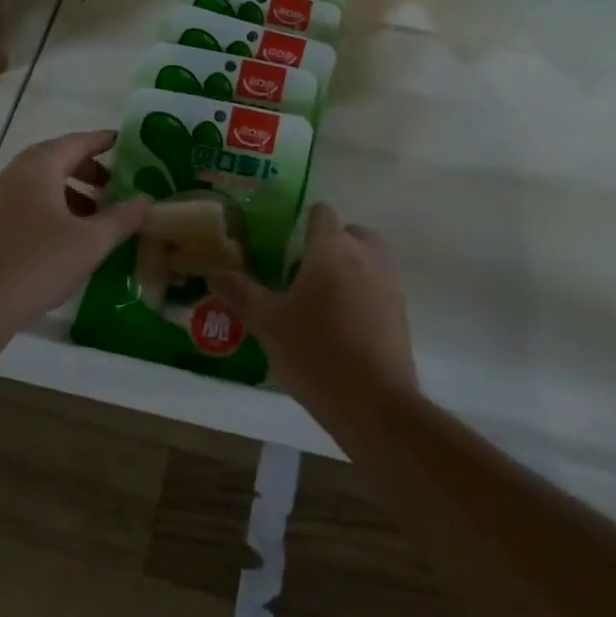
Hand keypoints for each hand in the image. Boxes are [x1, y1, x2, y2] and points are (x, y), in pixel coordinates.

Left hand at [0, 130, 149, 335]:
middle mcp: (16, 174)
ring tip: (97, 215)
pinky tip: (70, 236)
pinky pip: (30, 202)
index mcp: (39, 167)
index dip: (103, 141)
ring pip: (43, 183)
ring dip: (72, 192)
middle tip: (115, 185)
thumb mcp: (91, 241)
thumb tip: (146, 201)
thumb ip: (122, 218)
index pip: (77, 141)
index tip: (125, 142)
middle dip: (89, 169)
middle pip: (58, 159)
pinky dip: (54, 207)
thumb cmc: (39, 262)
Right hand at [210, 202, 417, 412]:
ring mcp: (389, 282)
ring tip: (323, 299)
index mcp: (332, 248)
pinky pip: (380, 286)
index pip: (321, 212)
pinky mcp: (402, 310)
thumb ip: (241, 293)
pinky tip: (343, 325)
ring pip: (369, 258)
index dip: (303, 222)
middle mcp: (366, 254)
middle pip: (349, 232)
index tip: (284, 245)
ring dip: (350, 267)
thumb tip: (214, 273)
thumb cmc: (316, 353)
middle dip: (329, 245)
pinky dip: (365, 293)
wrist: (374, 404)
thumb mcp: (268, 324)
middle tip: (303, 274)